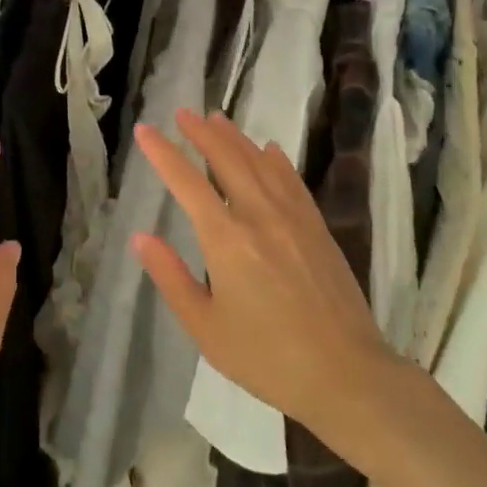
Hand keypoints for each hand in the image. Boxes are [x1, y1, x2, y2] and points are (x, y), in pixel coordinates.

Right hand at [131, 110, 393, 450]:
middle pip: (226, 159)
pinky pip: (292, 180)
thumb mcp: (205, 328)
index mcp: (226, 239)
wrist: (346, 374)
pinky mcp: (317, 227)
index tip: (144, 130)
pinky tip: (269, 149)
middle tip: (183, 112)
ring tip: (217, 118)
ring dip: (235, 137)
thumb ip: (171, 277)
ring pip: (259, 163)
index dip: (163, 152)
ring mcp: (292, 218)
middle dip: (201, 132)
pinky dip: (275, 160)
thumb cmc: (267, 358)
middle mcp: (258, 215)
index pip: (186, 182)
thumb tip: (141, 237)